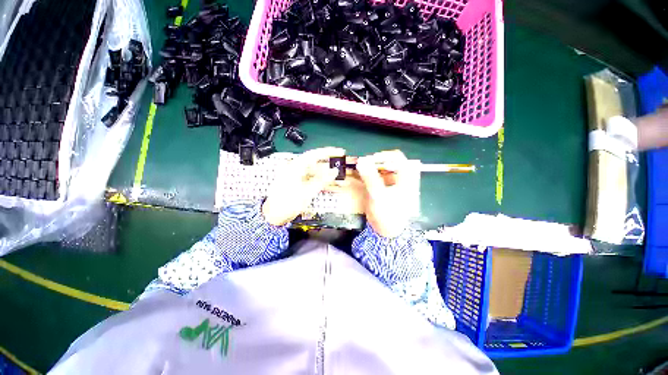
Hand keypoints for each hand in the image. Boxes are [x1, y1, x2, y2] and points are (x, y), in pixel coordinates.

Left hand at [262, 147, 344, 225]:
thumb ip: (322, 180)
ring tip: (344, 181)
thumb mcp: (307, 192)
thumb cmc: (288, 203)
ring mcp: (300, 178)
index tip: (340, 152)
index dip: (328, 152)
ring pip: (318, 175)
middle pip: (318, 165)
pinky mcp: (301, 186)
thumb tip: (334, 171)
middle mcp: (298, 170)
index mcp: (296, 167)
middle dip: (332, 168)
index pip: (314, 155)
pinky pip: (315, 182)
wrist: (274, 217)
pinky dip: (324, 184)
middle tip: (344, 169)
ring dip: (330, 178)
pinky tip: (335, 187)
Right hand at [356, 150, 412, 237]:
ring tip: (360, 168)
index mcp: (405, 179)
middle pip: (390, 161)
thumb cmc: (387, 215)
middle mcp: (401, 178)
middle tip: (363, 164)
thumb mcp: (378, 196)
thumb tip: (362, 160)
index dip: (384, 156)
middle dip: (376, 161)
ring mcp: (393, 183)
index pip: (398, 158)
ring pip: (383, 168)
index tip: (370, 160)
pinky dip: (370, 174)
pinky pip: (378, 176)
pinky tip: (362, 176)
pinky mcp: (385, 188)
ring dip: (372, 167)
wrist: (387, 232)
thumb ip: (371, 178)